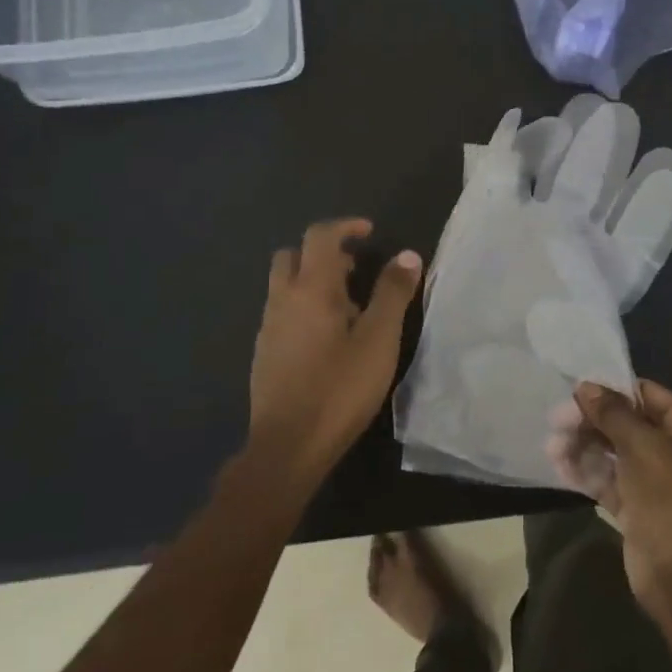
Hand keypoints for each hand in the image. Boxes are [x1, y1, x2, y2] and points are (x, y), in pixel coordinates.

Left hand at [249, 219, 421, 476]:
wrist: (288, 445)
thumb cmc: (340, 388)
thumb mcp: (379, 340)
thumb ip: (393, 293)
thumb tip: (407, 255)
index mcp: (311, 288)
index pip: (320, 236)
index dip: (345, 226)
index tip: (368, 232)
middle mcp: (282, 299)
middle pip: (293, 255)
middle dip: (323, 252)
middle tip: (355, 270)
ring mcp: (269, 327)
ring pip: (285, 285)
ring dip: (313, 281)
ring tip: (348, 308)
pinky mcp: (264, 352)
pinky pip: (282, 312)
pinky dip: (303, 307)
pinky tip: (327, 340)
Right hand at [548, 379, 671, 611]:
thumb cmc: (670, 497)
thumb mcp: (642, 446)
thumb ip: (612, 413)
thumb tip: (586, 386)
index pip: (647, 395)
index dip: (612, 391)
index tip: (576, 392)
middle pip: (627, 423)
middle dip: (591, 422)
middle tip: (556, 423)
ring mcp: (656, 480)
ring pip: (614, 452)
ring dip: (583, 447)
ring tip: (553, 448)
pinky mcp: (637, 506)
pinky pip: (609, 480)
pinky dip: (587, 472)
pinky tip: (561, 467)